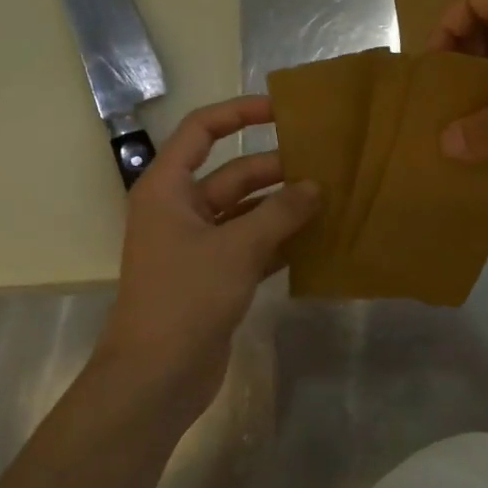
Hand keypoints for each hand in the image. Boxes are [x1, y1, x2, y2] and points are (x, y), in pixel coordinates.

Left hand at [98, 96, 318, 427]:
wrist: (156, 376)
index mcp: (168, 189)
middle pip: (233, 174)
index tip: (282, 110)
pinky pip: (252, 245)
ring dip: (284, 207)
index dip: (239, 113)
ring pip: (247, 212)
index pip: (202, 131)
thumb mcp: (236, 248)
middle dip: (277, 169)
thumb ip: (280, 213)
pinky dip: (280, 241)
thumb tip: (316, 186)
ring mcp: (197, 246)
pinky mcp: (214, 277)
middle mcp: (180, 210)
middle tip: (327, 165)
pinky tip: (318, 239)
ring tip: (331, 199)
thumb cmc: (186, 298)